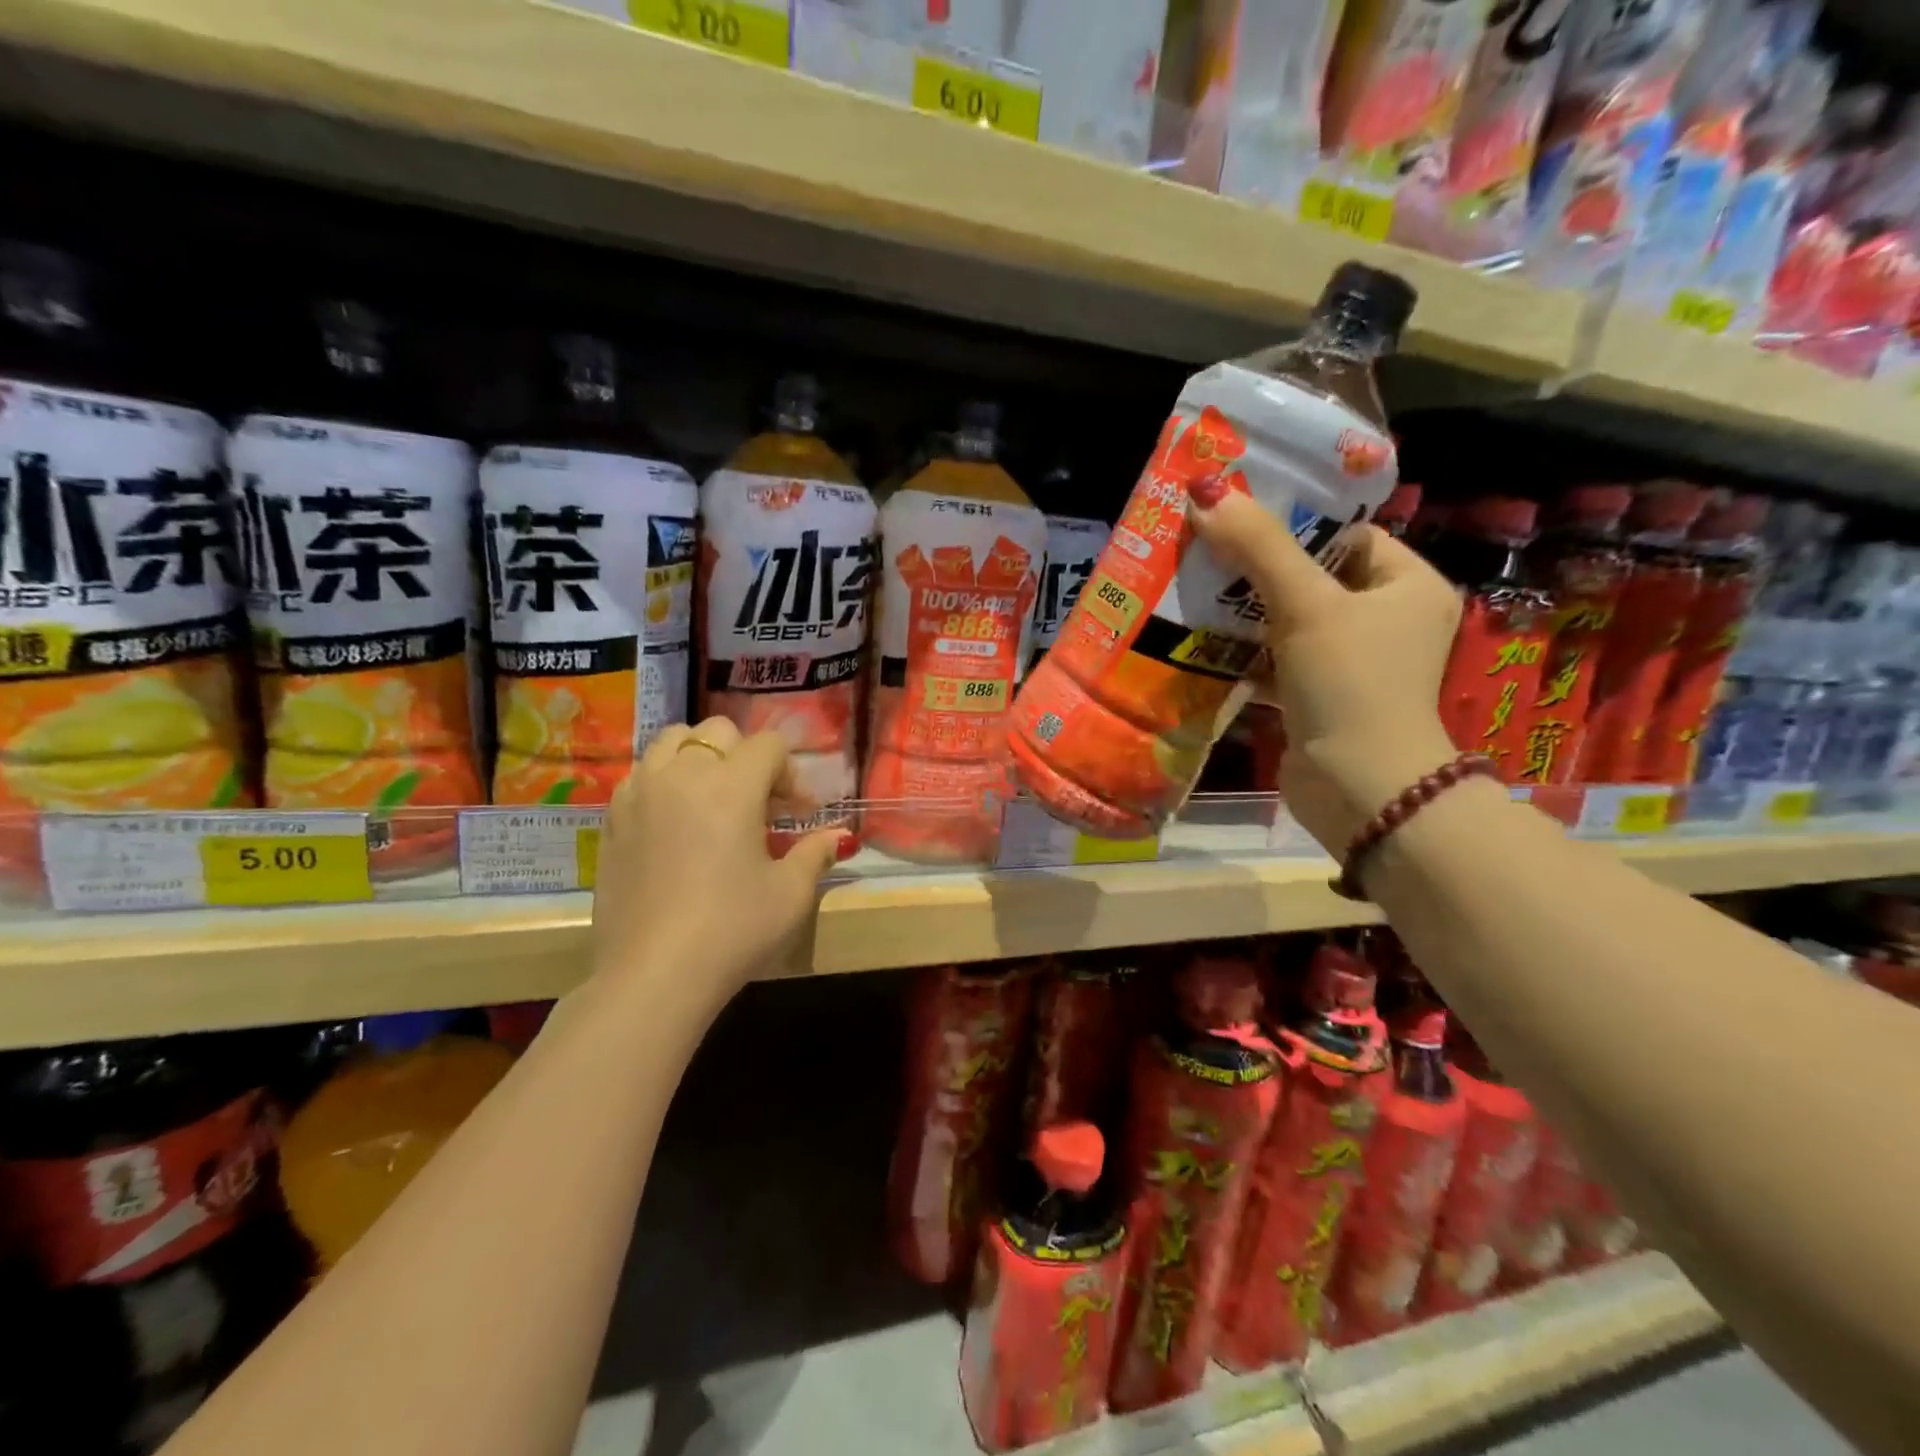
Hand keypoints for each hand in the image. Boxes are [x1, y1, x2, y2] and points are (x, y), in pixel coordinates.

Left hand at [590, 717, 844, 1010]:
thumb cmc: (732, 929)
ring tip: (713, 800)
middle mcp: (682, 775)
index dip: (791, 773)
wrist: (653, 974)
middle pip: (718, 731)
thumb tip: (838, 837)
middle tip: (759, 802)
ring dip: (701, 759)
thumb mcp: (790, 894)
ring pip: (672, 742)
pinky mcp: (613, 820)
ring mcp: (640, 794)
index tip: (799, 813)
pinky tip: (676, 824)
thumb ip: (815, 853)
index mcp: (731, 785)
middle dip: (746, 756)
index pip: (768, 745)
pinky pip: (642, 775)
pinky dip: (665, 781)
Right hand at [1187, 489, 1460, 852]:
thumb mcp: (1306, 605)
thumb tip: (1206, 490)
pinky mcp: (1317, 697)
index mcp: (1407, 586)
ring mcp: (1350, 664)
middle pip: (1311, 576)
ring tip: (1191, 586)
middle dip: (1256, 566)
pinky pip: (1275, 660)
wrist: (1358, 788)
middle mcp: (1385, 621)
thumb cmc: (1350, 683)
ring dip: (1242, 611)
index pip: (1348, 535)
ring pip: (1287, 620)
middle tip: (1204, 546)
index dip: (1296, 522)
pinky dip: (1242, 652)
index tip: (1239, 513)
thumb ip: (1258, 547)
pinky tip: (1199, 639)